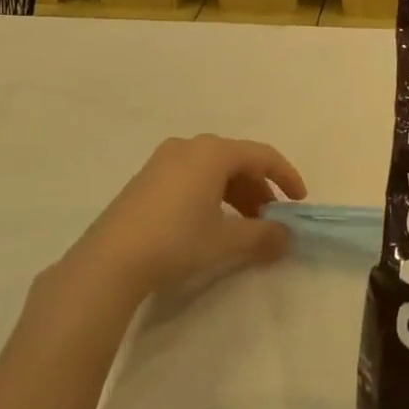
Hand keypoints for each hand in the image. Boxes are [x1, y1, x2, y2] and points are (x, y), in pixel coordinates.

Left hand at [61, 135, 307, 301]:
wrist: (109, 262)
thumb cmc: (176, 241)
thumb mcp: (226, 240)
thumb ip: (263, 235)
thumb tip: (287, 237)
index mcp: (213, 152)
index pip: (262, 156)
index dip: (286, 177)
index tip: (299, 201)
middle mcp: (190, 147)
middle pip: (237, 161)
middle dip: (259, 189)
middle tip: (269, 219)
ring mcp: (164, 160)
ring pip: (214, 170)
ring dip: (236, 194)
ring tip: (243, 225)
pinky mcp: (147, 178)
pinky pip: (192, 176)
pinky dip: (212, 194)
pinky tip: (211, 222)